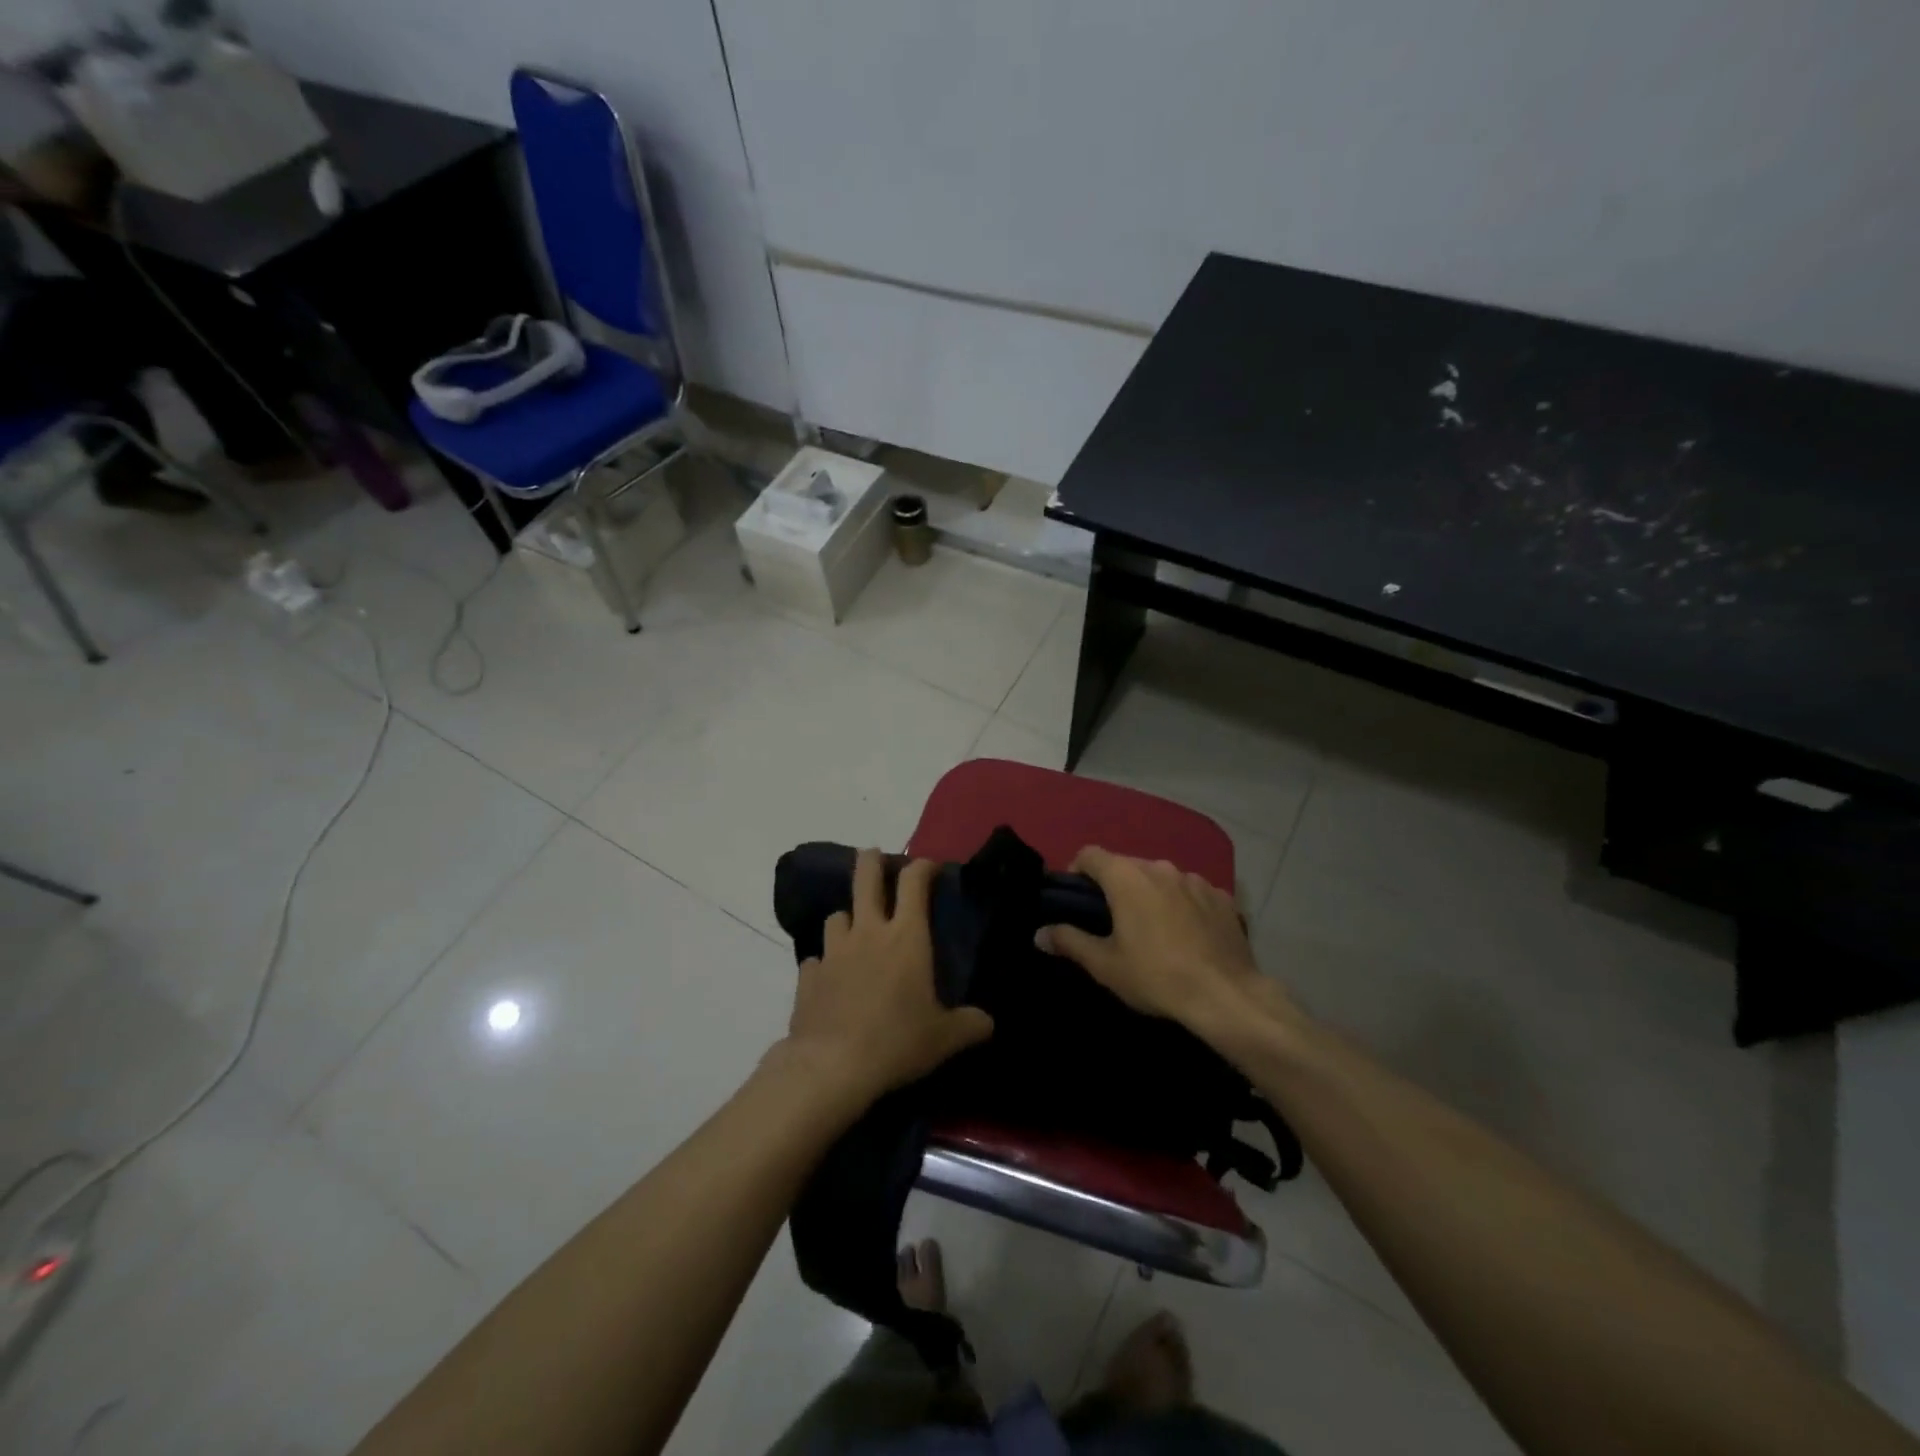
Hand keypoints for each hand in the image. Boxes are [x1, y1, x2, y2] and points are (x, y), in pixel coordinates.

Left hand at [779, 850, 993, 1110]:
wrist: (831, 1066)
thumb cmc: (896, 1041)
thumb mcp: (944, 1037)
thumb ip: (969, 1025)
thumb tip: (988, 1022)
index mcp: (906, 936)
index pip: (914, 882)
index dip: (923, 866)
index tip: (931, 865)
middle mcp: (868, 932)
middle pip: (865, 878)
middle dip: (872, 860)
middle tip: (876, 855)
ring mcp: (833, 951)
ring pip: (837, 915)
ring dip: (848, 918)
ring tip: (856, 930)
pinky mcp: (808, 976)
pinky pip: (817, 960)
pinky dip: (825, 963)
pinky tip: (831, 977)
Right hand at [1036, 848, 1285, 1031]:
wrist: (1226, 995)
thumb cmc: (1156, 976)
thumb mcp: (1105, 965)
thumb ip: (1069, 941)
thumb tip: (1039, 933)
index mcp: (1127, 877)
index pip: (1090, 854)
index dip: (1077, 872)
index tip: (1076, 900)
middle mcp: (1160, 867)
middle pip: (1126, 866)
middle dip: (1115, 887)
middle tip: (1112, 921)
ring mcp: (1195, 879)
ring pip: (1161, 878)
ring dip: (1150, 894)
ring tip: (1152, 930)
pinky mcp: (1222, 897)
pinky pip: (1191, 893)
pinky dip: (1182, 905)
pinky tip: (1187, 935)